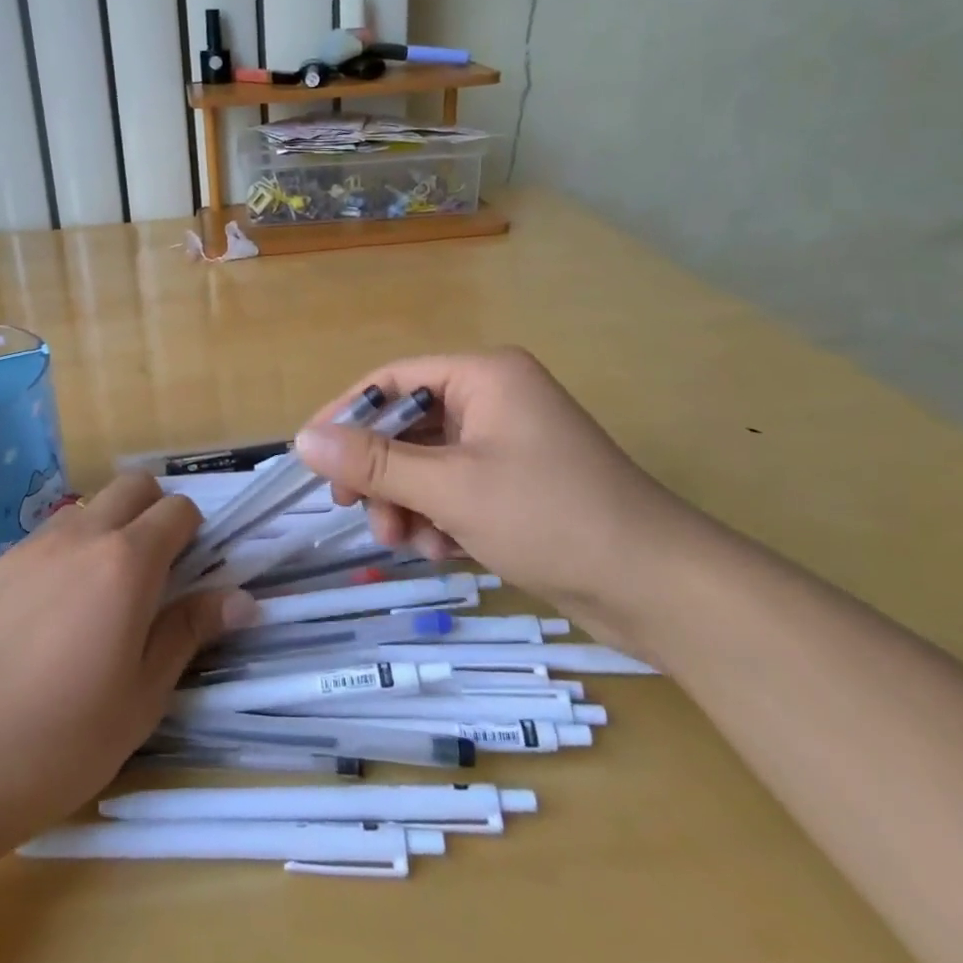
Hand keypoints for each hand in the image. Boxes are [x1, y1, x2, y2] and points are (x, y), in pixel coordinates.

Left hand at [0, 474, 256, 855]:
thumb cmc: (58, 742)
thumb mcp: (141, 697)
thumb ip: (189, 632)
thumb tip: (243, 597)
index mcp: (125, 563)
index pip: (178, 509)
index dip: (195, 532)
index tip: (194, 571)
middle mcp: (80, 536)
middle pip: (133, 485)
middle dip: (155, 511)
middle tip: (155, 573)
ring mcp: (31, 546)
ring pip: (88, 509)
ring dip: (109, 530)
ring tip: (100, 598)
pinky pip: (47, 538)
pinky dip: (67, 553)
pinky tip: (50, 615)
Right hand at [294, 348, 685, 643]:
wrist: (658, 587)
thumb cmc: (549, 517)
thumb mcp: (450, 489)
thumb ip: (373, 463)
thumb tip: (304, 440)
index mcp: (484, 375)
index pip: (393, 379)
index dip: (347, 414)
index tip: (312, 456)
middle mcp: (495, 397)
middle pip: (409, 425)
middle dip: (383, 474)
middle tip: (360, 515)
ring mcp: (509, 442)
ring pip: (429, 463)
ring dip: (409, 502)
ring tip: (410, 544)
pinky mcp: (519, 482)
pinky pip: (457, 487)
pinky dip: (440, 516)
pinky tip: (445, 551)